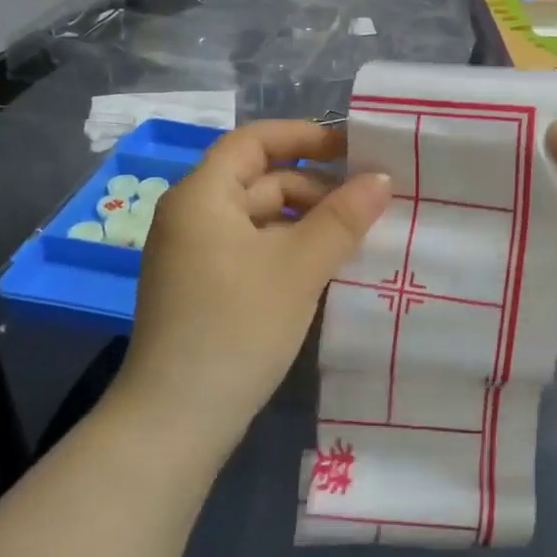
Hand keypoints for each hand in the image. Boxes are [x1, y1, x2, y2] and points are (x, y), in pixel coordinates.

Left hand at [115, 120, 390, 448]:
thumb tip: (381, 178)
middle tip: (368, 203)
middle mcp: (192, 216)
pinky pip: (251, 249)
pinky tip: (324, 267)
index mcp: (203, 196)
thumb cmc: (237, 327)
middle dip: (314, 186)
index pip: (254, 141)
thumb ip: (343, 218)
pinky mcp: (202, 288)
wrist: (175, 421)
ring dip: (305, 221)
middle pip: (260, 180)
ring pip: (259, 218)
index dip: (304, 136)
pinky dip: (287, 248)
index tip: (352, 148)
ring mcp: (194, 255)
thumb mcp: (299, 267)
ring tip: (355, 237)